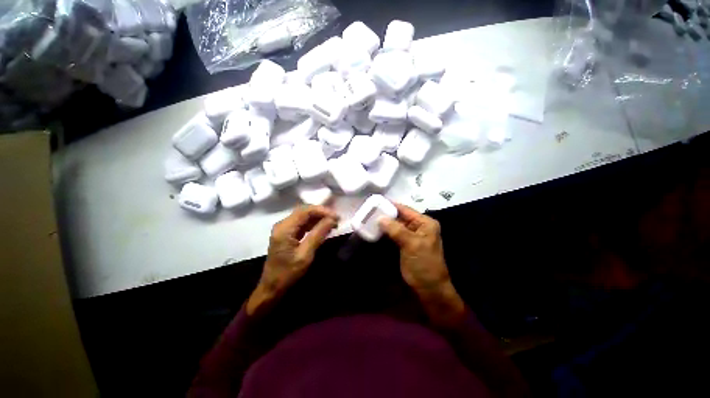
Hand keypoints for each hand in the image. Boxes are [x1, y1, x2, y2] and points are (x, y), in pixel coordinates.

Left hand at [246, 205, 337, 315]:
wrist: (272, 287)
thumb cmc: (288, 273)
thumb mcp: (306, 254)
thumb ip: (318, 234)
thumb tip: (332, 219)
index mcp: (284, 228)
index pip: (306, 211)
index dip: (322, 211)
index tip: (336, 217)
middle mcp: (283, 224)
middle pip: (304, 211)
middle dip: (321, 213)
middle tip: (336, 219)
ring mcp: (284, 228)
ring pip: (304, 216)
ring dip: (318, 217)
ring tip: (332, 222)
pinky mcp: (287, 233)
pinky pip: (302, 223)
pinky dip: (314, 223)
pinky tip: (323, 227)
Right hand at [379, 203, 464, 327]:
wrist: (429, 289)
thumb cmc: (424, 265)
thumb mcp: (411, 244)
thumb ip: (396, 229)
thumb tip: (380, 218)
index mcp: (425, 223)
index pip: (405, 209)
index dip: (390, 205)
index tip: (375, 203)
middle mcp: (419, 226)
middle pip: (400, 216)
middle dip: (385, 214)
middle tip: (369, 212)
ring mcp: (412, 236)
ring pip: (396, 225)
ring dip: (384, 223)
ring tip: (369, 219)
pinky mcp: (405, 244)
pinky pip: (394, 234)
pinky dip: (386, 232)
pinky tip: (375, 230)